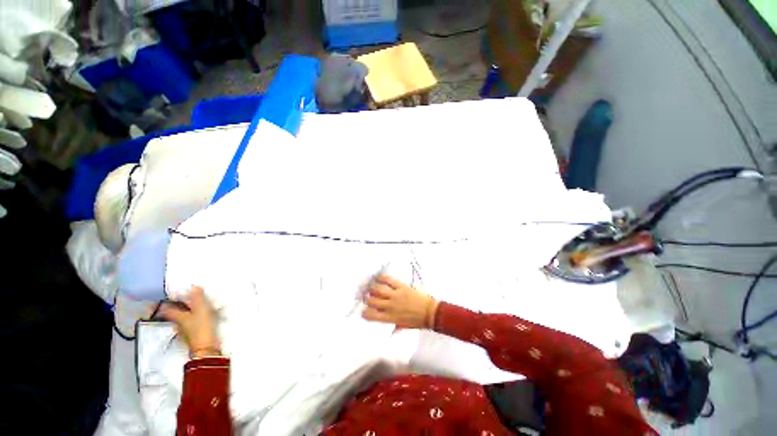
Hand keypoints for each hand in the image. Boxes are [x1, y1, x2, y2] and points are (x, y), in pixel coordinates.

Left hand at [161, 286, 220, 357]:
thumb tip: (193, 286)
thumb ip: (198, 298)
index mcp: (178, 317)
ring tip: (195, 306)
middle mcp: (178, 324)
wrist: (206, 347)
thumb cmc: (201, 326)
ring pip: (183, 319)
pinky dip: (193, 319)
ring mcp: (185, 331)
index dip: (166, 303)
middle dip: (178, 307)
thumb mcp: (201, 309)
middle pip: (175, 314)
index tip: (166, 298)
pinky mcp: (193, 335)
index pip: (168, 309)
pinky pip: (191, 324)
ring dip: (187, 313)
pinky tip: (201, 317)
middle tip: (184, 299)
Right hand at [362, 274, 438, 328]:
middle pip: (373, 301)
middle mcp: (390, 306)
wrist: (430, 312)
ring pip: (378, 290)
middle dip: (367, 299)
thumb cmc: (417, 321)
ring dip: (372, 288)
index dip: (365, 312)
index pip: (371, 315)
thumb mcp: (403, 326)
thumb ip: (394, 325)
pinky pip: (389, 280)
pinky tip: (378, 277)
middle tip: (367, 296)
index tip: (364, 310)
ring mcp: (395, 295)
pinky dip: (382, 278)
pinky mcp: (401, 287)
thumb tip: (388, 327)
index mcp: (389, 318)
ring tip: (371, 287)